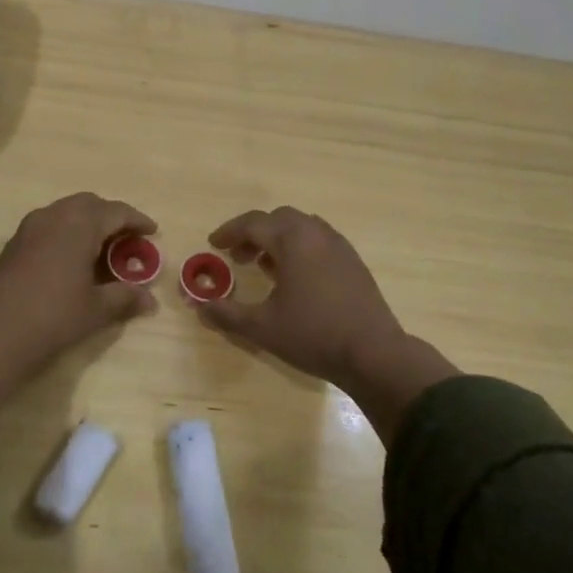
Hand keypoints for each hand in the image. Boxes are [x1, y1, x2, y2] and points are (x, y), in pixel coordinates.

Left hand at [0, 193, 157, 404]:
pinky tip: (72, 258)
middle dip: (111, 216)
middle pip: (89, 204)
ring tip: (101, 248)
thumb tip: (149, 300)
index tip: (153, 232)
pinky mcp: (14, 242)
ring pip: (66, 211)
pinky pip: (49, 224)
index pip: (116, 211)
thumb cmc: (53, 317)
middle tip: (127, 238)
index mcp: (79, 224)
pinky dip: (67, 231)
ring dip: (87, 222)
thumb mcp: (96, 309)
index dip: (137, 220)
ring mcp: (30, 227)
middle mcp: (54, 216)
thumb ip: (125, 297)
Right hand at [198, 207, 457, 442]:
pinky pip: (320, 241)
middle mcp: (317, 234)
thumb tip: (198, 305)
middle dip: (254, 233)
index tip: (213, 244)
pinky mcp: (354, 262)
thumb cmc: (313, 335)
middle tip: (238, 256)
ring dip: (278, 239)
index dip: (229, 232)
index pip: (254, 223)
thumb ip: (226, 313)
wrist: (374, 354)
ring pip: (302, 227)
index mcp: (293, 241)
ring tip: (265, 266)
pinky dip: (300, 248)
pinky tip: (296, 279)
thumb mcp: (262, 327)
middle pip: (279, 218)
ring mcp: (340, 246)